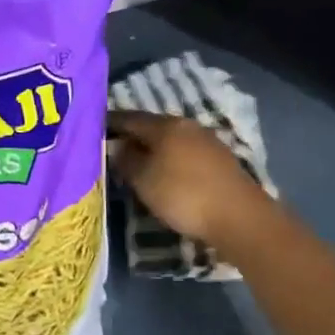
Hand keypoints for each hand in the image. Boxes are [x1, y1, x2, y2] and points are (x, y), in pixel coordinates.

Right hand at [109, 110, 275, 249]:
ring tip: (137, 163)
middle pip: (152, 127)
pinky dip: (170, 159)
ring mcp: (206, 141)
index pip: (130, 117)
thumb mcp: (144, 181)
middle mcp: (186, 125)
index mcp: (165, 125)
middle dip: (133, 135)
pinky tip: (166, 172)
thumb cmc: (183, 195)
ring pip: (170, 139)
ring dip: (153, 148)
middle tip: (113, 147)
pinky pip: (185, 152)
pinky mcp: (220, 159)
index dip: (111, 122)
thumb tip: (118, 147)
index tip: (94, 127)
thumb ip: (127, 160)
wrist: (239, 217)